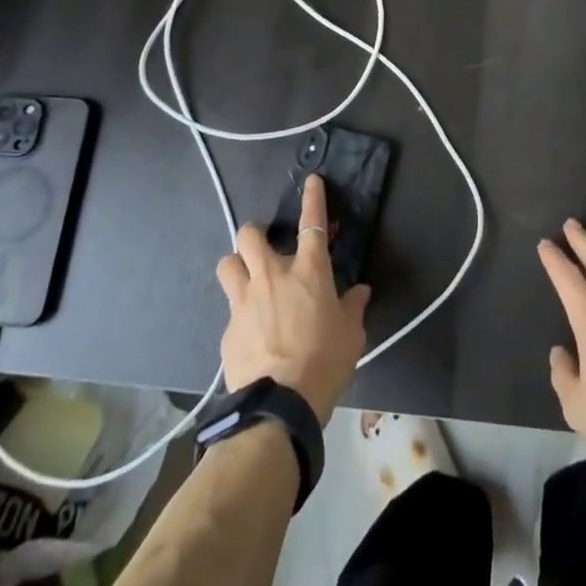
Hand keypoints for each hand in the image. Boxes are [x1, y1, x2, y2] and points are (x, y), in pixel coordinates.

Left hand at [216, 174, 370, 419]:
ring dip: (237, 265)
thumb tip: (358, 292)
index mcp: (308, 271)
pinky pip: (230, 308)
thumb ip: (353, 307)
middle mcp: (272, 276)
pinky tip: (251, 331)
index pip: (312, 223)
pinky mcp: (227, 329)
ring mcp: (244, 301)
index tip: (312, 180)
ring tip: (248, 278)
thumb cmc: (325, 361)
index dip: (313, 198)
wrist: (280, 405)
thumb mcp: (351, 334)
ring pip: (228, 263)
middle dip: (255, 232)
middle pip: (250, 234)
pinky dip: (240, 312)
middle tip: (265, 244)